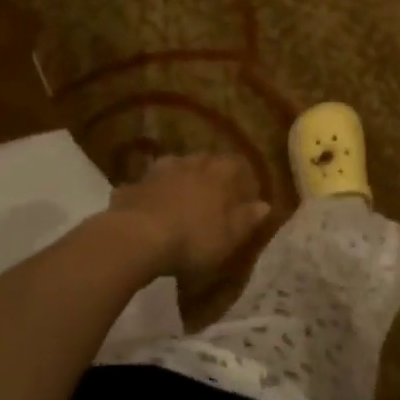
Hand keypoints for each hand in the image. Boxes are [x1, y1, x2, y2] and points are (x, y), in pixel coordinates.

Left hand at [108, 153, 271, 283]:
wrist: (137, 238)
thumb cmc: (192, 238)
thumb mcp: (229, 236)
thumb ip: (247, 218)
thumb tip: (265, 205)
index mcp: (218, 173)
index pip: (237, 163)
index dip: (242, 177)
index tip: (244, 194)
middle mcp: (191, 163)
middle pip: (206, 161)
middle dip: (211, 174)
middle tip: (212, 195)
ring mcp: (159, 170)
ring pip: (176, 167)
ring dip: (181, 178)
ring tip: (181, 198)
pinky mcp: (134, 184)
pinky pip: (149, 184)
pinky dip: (152, 192)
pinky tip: (150, 207)